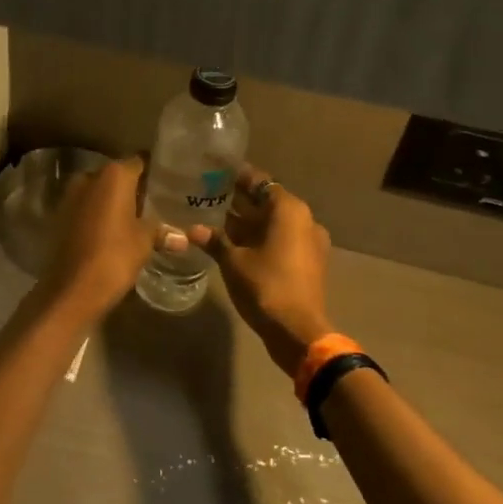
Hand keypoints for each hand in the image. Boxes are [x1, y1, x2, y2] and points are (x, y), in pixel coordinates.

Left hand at [41, 156, 177, 320]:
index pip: (139, 161)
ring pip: (100, 192)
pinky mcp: (61, 216)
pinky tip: (116, 229)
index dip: (154, 171)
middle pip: (117, 176)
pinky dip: (100, 214)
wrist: (73, 287)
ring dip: (115, 201)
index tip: (170, 181)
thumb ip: (162, 232)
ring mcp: (71, 196)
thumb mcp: (145, 242)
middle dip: (134, 187)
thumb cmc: (115, 256)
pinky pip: (87, 207)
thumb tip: (184, 238)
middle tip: (158, 201)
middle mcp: (89, 177)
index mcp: (113, 175)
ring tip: (140, 216)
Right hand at [188, 165, 332, 371]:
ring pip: (274, 223)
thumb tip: (193, 229)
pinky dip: (260, 239)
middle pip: (268, 202)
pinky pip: (280, 240)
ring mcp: (308, 242)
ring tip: (216, 219)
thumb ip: (215, 240)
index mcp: (289, 210)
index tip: (215, 173)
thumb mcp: (233, 261)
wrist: (297, 331)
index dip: (237, 177)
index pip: (260, 182)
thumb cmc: (265, 286)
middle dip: (240, 201)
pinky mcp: (307, 263)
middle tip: (209, 196)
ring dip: (249, 222)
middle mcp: (304, 220)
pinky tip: (233, 244)